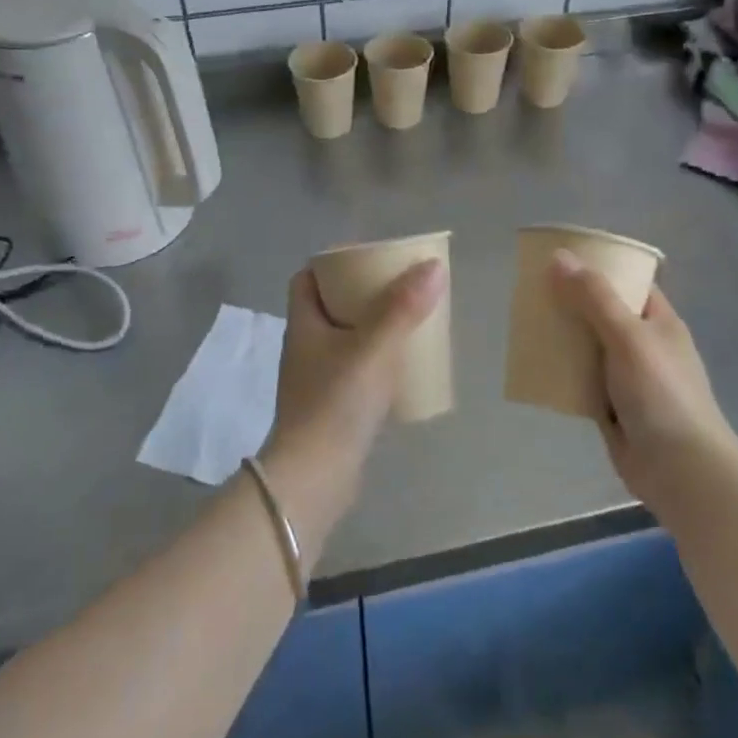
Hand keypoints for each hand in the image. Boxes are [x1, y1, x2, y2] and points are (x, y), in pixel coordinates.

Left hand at [261, 260, 445, 528]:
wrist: (315, 477)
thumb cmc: (336, 403)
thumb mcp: (374, 349)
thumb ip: (403, 308)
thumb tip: (433, 266)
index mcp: (304, 324)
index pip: (307, 279)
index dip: (333, 264)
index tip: (368, 259)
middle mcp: (305, 347)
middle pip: (331, 306)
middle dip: (362, 294)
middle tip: (400, 288)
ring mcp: (316, 379)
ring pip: (344, 339)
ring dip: (372, 328)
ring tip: (408, 322)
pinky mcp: (331, 407)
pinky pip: (354, 370)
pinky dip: (375, 361)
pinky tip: (402, 368)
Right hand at [550, 250, 737, 518]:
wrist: (680, 469)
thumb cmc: (661, 393)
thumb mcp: (627, 336)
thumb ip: (593, 297)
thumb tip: (559, 257)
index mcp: (658, 321)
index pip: (628, 282)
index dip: (599, 267)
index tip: (561, 258)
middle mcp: (643, 345)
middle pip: (602, 313)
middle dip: (571, 303)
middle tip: (532, 290)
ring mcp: (627, 378)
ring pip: (588, 348)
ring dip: (562, 339)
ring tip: (526, 323)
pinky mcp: (611, 407)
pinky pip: (580, 381)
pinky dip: (561, 373)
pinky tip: (534, 365)